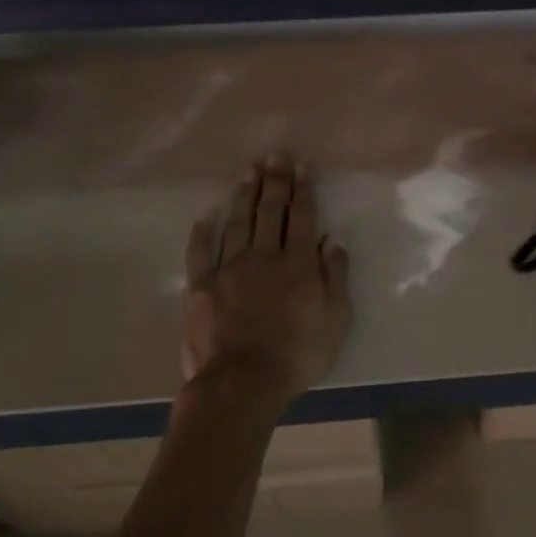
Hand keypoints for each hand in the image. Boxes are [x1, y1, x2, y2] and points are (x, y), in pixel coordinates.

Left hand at [181, 154, 352, 407]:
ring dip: (244, 195)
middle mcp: (263, 256)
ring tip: (249, 171)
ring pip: (237, 223)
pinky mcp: (200, 287)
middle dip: (274, 181)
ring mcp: (228, 269)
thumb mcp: (335, 319)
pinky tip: (206, 216)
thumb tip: (331, 240)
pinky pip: (200, 252)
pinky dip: (203, 232)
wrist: (243, 381)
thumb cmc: (298, 354)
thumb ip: (335, 276)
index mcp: (297, 263)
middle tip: (275, 154)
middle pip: (269, 211)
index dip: (302, 189)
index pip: (301, 217)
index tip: (301, 166)